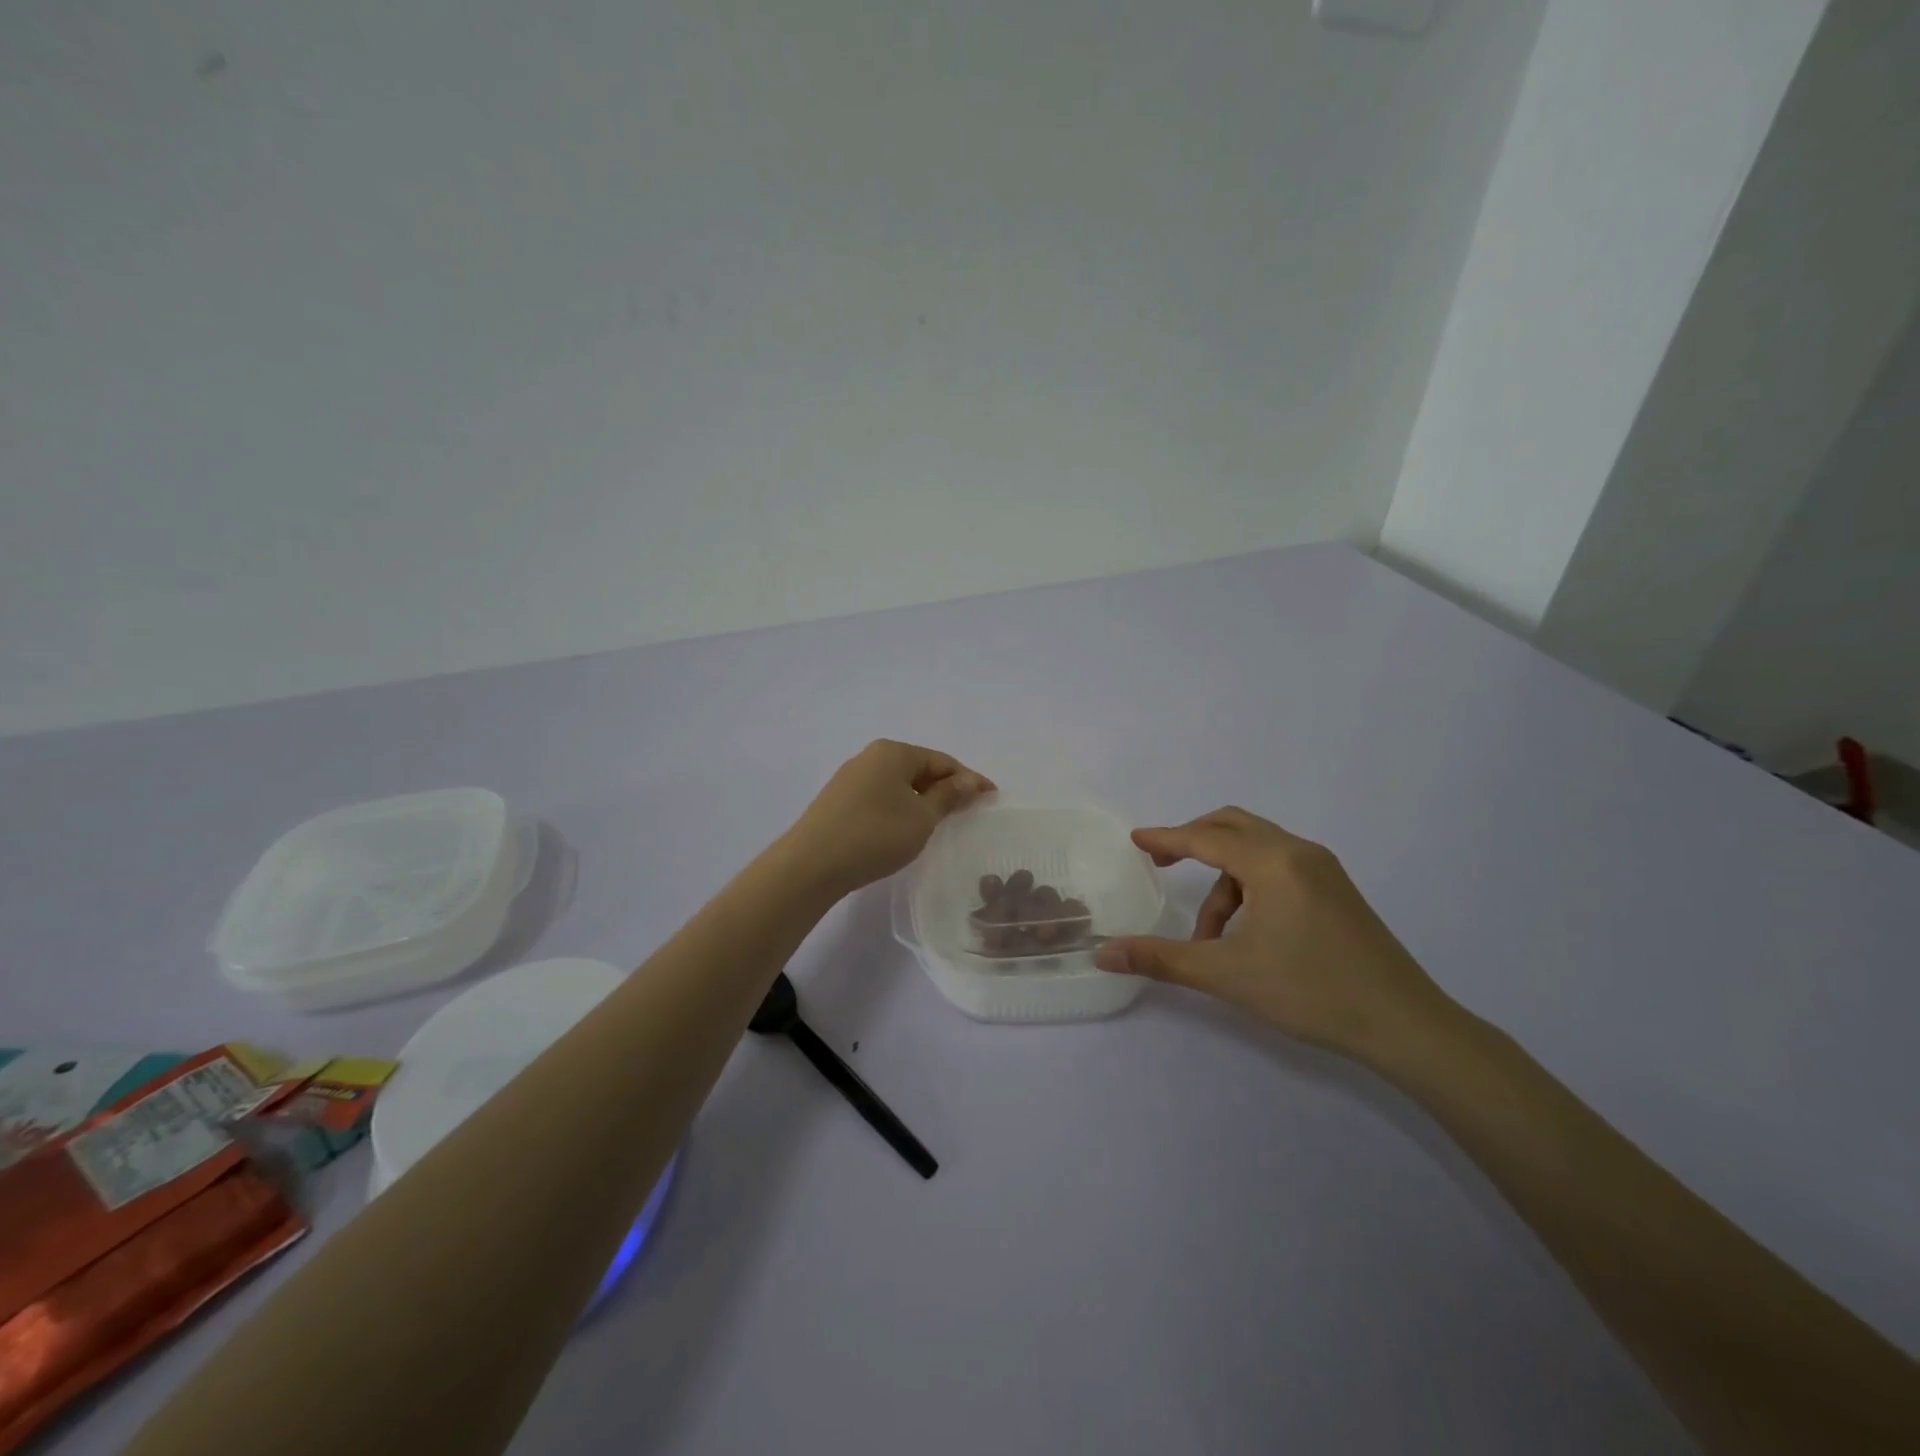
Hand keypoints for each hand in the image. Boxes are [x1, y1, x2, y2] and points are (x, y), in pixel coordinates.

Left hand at [783, 740, 994, 894]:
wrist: (811, 865)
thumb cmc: (875, 835)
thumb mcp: (922, 817)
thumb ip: (949, 796)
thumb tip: (971, 780)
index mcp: (893, 752)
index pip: (941, 761)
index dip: (969, 779)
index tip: (991, 797)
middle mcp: (870, 756)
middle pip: (919, 768)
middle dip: (945, 788)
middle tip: (968, 810)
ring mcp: (850, 778)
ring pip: (898, 783)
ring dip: (922, 799)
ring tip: (939, 821)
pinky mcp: (838, 800)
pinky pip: (880, 796)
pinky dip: (900, 807)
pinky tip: (905, 828)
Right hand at [1094, 807, 1454, 1064]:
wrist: (1404, 1024)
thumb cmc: (1311, 991)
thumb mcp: (1227, 974)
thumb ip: (1161, 958)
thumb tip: (1104, 953)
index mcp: (1273, 862)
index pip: (1206, 837)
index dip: (1167, 838)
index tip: (1136, 839)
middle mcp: (1299, 852)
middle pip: (1233, 826)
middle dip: (1193, 842)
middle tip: (1162, 864)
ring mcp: (1323, 869)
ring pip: (1256, 851)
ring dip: (1223, 880)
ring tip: (1211, 935)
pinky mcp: (1336, 889)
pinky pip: (1278, 867)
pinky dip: (1249, 887)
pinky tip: (1247, 933)